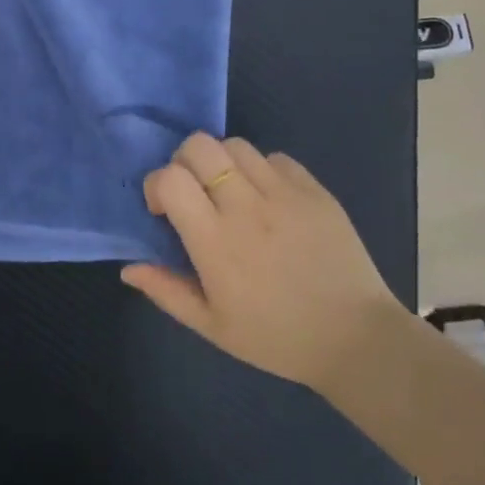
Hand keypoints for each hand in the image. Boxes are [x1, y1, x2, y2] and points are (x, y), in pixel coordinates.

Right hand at [121, 132, 402, 394]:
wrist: (356, 339)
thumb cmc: (276, 338)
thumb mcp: (212, 326)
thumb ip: (167, 292)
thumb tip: (128, 268)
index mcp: (216, 242)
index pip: (171, 178)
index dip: (157, 185)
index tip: (164, 211)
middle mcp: (247, 207)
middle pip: (200, 146)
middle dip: (184, 162)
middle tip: (194, 194)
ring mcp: (285, 194)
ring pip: (236, 144)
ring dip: (222, 162)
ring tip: (230, 193)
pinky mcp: (315, 190)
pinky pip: (276, 158)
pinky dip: (261, 169)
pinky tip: (267, 199)